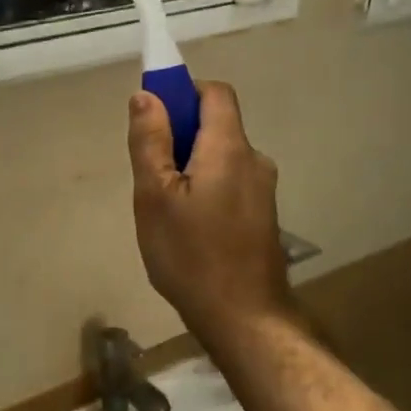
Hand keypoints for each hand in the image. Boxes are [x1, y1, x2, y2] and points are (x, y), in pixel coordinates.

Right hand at [128, 81, 293, 343]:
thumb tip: (147, 95)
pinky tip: (189, 229)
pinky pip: (229, 184)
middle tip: (150, 176)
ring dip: (191, 168)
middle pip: (216, 126)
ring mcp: (263, 191)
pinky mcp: (263, 216)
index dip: (183, 93)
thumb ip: (150, 142)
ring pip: (220, 159)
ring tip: (165, 210)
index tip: (155, 118)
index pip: (214, 93)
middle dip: (180, 137)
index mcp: (229, 148)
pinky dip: (206, 189)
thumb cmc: (191, 255)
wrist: (244, 318)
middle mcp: (254, 160)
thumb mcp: (154, 197)